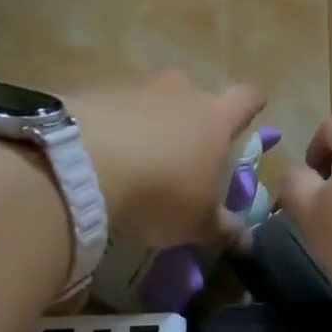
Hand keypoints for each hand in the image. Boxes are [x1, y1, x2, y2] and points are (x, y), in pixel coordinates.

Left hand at [68, 72, 266, 249]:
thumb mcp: (197, 223)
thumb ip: (225, 229)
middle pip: (195, 93)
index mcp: (215, 119)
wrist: (80, 167)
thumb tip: (249, 242)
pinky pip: (112, 107)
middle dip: (192, 116)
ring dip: (148, 120)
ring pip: (151, 98)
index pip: (246, 97)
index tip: (251, 112)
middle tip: (183, 149)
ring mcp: (135, 89)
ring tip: (135, 156)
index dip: (251, 105)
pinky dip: (111, 126)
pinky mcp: (93, 93)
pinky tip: (99, 155)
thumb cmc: (159, 192)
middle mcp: (180, 93)